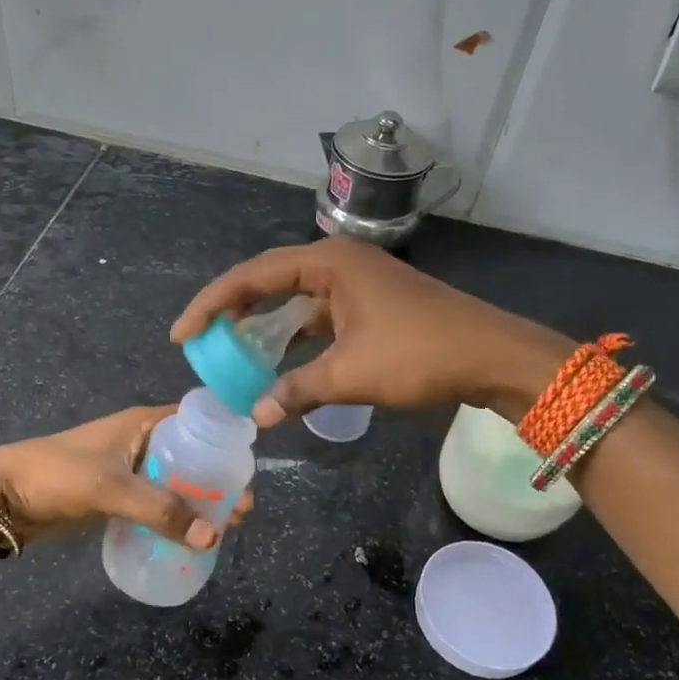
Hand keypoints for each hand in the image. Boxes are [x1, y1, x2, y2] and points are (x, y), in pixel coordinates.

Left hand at [0, 406, 253, 548]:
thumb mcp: (111, 488)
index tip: (250, 470)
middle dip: (218, 481)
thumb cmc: (57, 475)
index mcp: (144, 423)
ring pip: (176, 482)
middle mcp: (142, 441)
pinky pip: (157, 502)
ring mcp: (130, 469)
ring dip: (199, 502)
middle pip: (193, 456)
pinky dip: (176, 516)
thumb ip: (160, 511)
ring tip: (225, 529)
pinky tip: (191, 537)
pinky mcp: (118, 495)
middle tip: (243, 512)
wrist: (2, 495)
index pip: (199, 422)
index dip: (226, 442)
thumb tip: (213, 537)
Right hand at [170, 240, 574, 426]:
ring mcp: (359, 284)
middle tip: (203, 339)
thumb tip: (255, 416)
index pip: (253, 275)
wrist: (495, 357)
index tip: (183, 334)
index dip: (212, 304)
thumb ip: (297, 390)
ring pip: (296, 300)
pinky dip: (296, 337)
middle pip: (270, 280)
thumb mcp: (351, 374)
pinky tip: (281, 362)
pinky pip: (319, 316)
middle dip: (233, 309)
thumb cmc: (421, 354)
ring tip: (233, 351)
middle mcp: (340, 264)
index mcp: (330, 263)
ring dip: (265, 325)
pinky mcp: (373, 306)